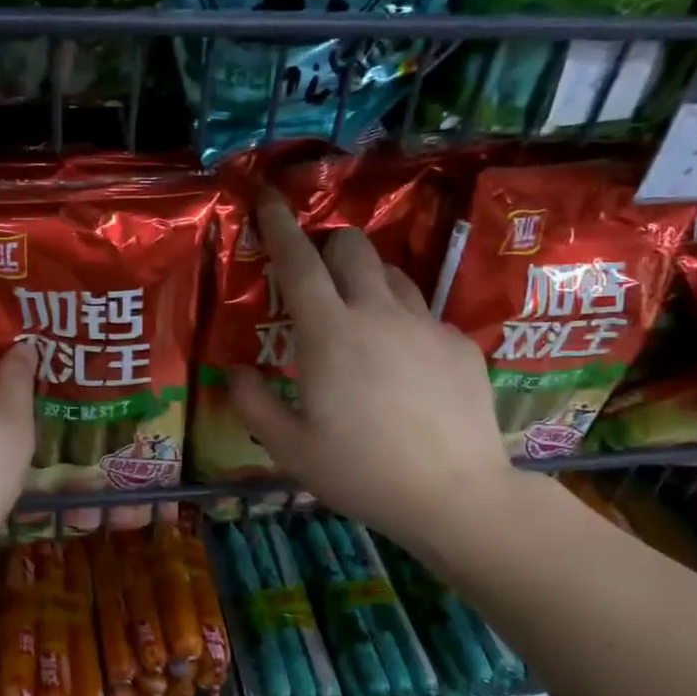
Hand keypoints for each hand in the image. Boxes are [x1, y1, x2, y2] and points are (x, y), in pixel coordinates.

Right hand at [228, 195, 540, 561]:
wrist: (456, 495)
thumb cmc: (361, 472)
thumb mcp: (290, 448)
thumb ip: (253, 404)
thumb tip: (236, 371)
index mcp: (329, 334)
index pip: (299, 262)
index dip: (280, 227)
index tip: (269, 199)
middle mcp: (378, 314)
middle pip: (354, 247)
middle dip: (329, 244)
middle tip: (317, 275)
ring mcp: (426, 325)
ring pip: (392, 274)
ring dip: (367, 279)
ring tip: (358, 318)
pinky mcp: (460, 344)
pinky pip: (424, 314)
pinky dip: (403, 322)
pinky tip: (404, 366)